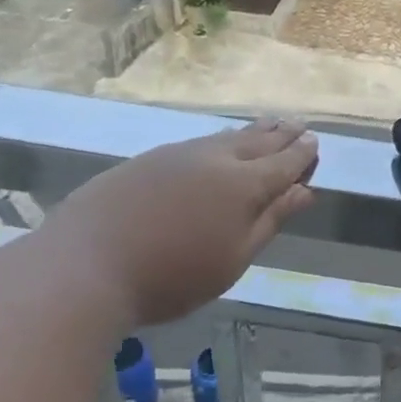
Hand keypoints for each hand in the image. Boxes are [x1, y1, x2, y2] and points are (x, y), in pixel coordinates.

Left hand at [48, 118, 318, 325]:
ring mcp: (178, 155)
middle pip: (257, 142)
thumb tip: (304, 191)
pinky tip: (220, 143)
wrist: (85, 265)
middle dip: (282, 135)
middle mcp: (215, 160)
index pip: (284, 163)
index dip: (302, 154)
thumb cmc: (172, 276)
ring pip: (226, 137)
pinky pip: (199, 142)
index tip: (315, 142)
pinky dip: (221, 139)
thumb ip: (270, 221)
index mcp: (243, 185)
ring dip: (253, 132)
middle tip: (299, 125)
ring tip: (269, 125)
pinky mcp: (148, 160)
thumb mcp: (233, 259)